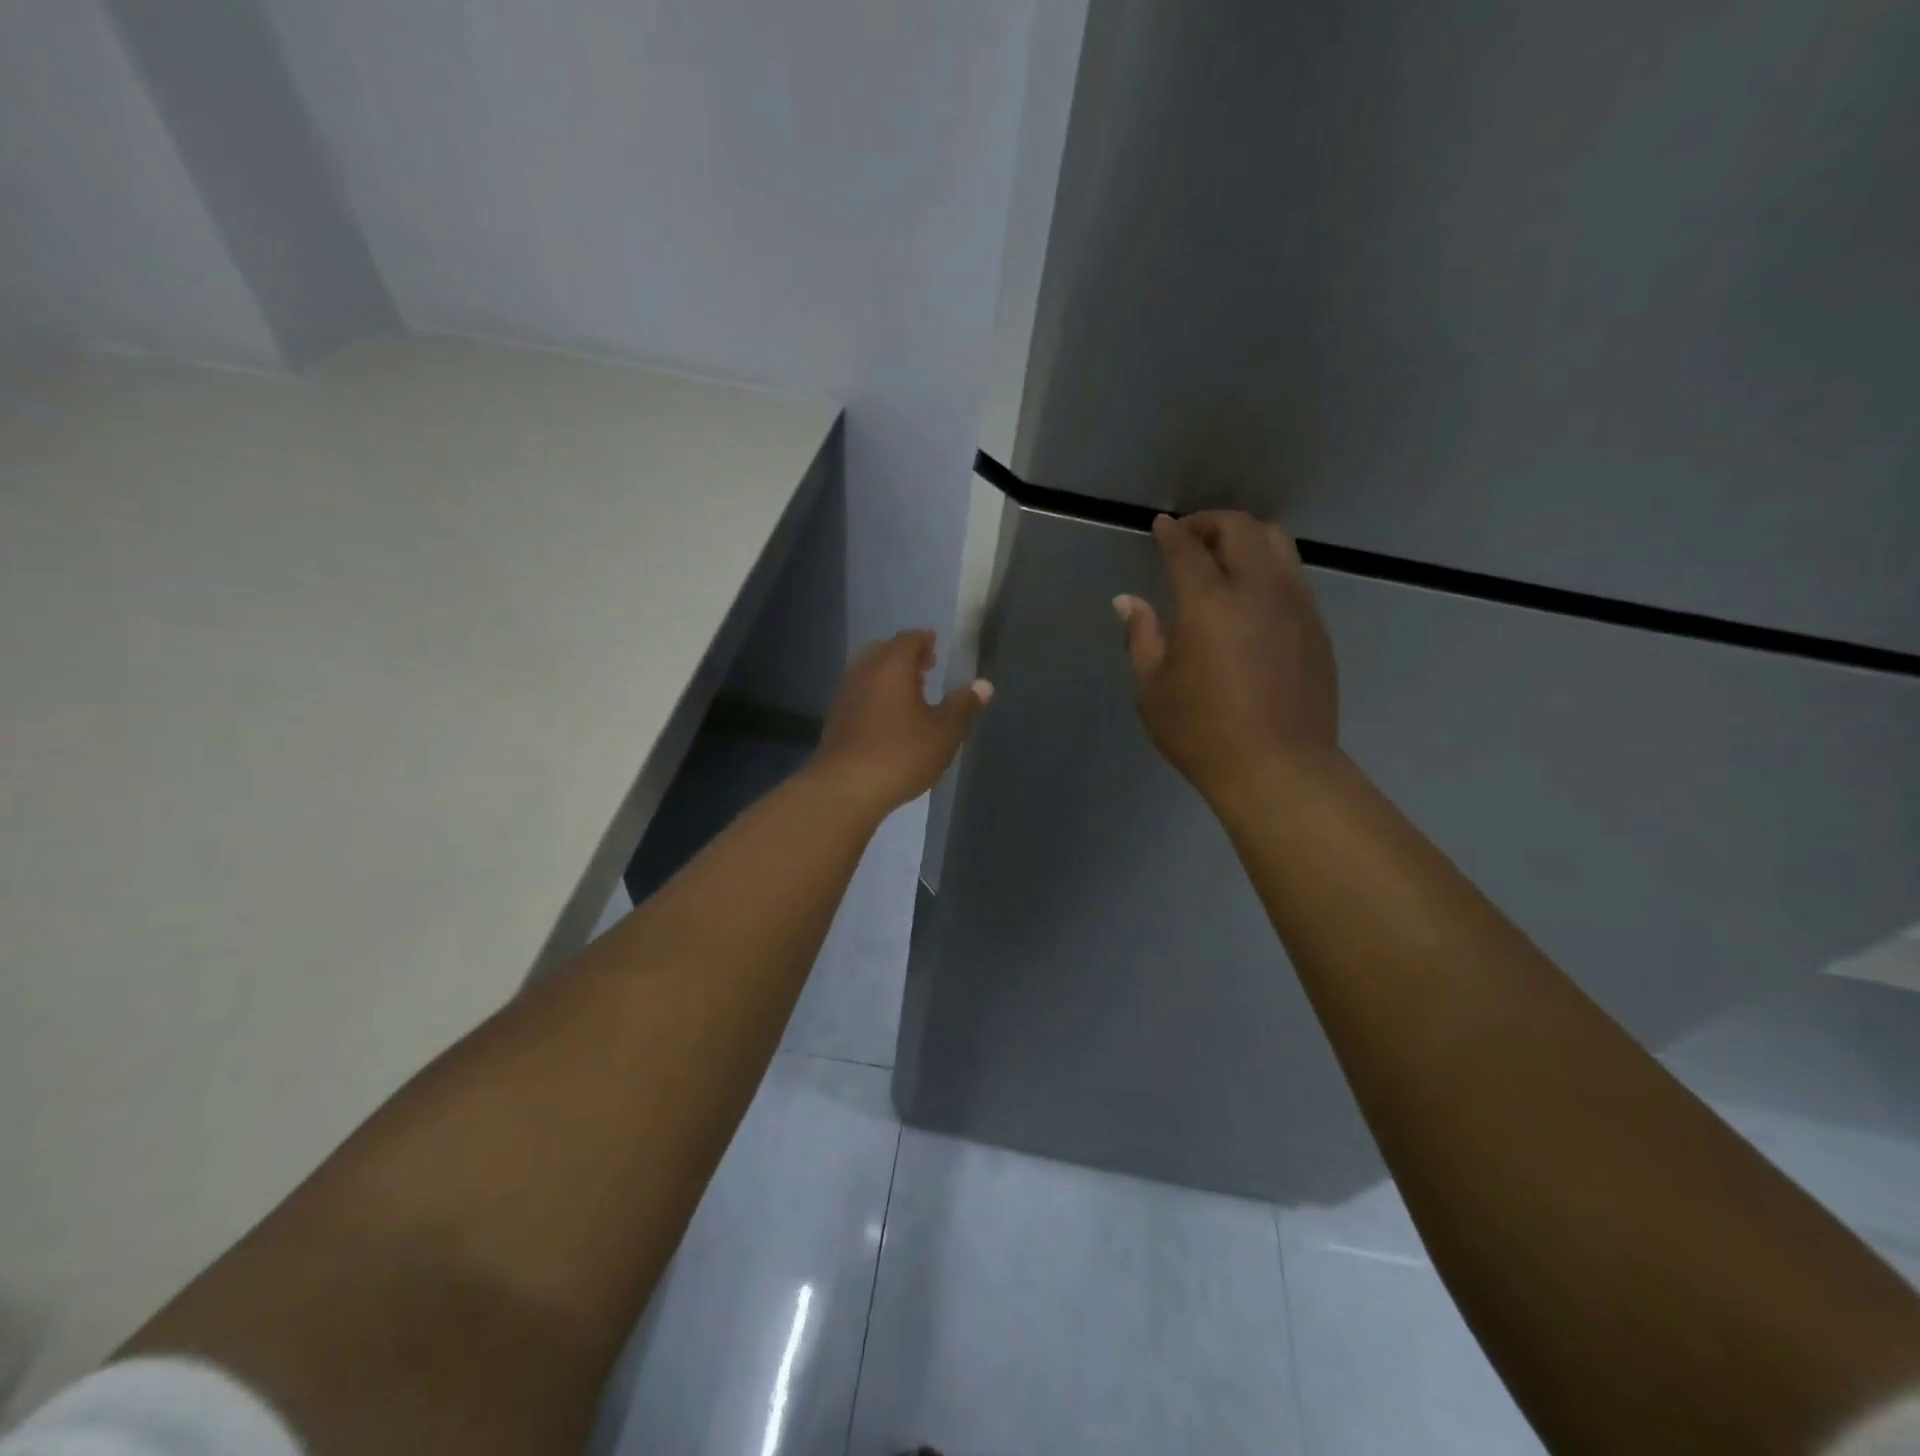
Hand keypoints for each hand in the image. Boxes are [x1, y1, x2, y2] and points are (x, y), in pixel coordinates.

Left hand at [809, 630, 992, 815]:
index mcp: (891, 665)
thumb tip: (984, 685)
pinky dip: (876, 696)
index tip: (937, 648)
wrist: (846, 787)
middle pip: (884, 652)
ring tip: (911, 696)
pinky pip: (860, 695)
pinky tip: (889, 720)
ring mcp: (845, 694)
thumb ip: (963, 705)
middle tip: (926, 670)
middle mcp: (864, 671)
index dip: (925, 641)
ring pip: (869, 673)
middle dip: (905, 657)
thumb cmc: (901, 753)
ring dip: (889, 678)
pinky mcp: (835, 719)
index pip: (909, 639)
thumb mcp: (944, 732)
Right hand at [1114, 511, 1338, 804]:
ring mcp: (1295, 604)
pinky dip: (1268, 566)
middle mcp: (1257, 590)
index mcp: (1209, 604)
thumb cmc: (1202, 733)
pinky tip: (1252, 595)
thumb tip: (1128, 600)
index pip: (1187, 549)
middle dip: (1211, 523)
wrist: (1279, 768)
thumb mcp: (1153, 689)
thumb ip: (1141, 636)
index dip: (1171, 532)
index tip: (1161, 525)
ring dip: (1246, 538)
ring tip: (1224, 558)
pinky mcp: (1316, 625)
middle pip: (1240, 529)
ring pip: (1277, 542)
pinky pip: (1293, 574)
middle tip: (1190, 539)